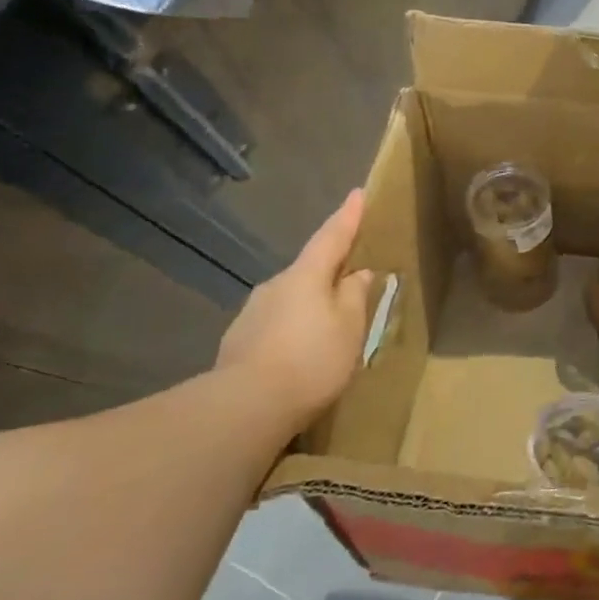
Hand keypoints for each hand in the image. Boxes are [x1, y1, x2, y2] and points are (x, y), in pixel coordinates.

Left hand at [215, 189, 374, 424]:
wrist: (245, 407)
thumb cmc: (311, 359)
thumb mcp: (350, 327)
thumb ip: (356, 296)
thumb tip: (359, 273)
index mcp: (306, 276)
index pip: (332, 237)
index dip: (348, 216)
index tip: (358, 193)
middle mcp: (275, 286)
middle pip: (309, 271)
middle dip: (330, 274)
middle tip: (353, 283)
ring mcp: (252, 314)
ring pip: (291, 299)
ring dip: (311, 306)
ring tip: (329, 329)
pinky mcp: (239, 342)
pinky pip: (276, 326)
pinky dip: (293, 331)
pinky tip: (301, 354)